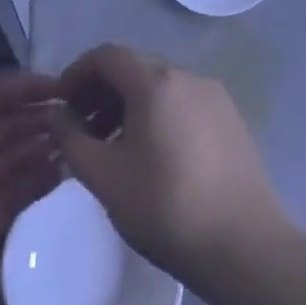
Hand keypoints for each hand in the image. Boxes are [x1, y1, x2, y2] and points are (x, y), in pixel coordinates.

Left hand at [0, 44, 65, 304]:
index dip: (24, 90)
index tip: (62, 87)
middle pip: (5, 128)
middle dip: (37, 120)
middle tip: (79, 117)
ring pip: (13, 162)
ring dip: (41, 151)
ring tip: (78, 143)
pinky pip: (15, 196)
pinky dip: (37, 184)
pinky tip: (65, 175)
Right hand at [50, 44, 287, 287]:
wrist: (246, 248)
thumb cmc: (165, 207)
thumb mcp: (102, 175)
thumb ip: (69, 137)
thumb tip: (59, 114)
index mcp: (156, 83)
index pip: (106, 56)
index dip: (76, 74)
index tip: (61, 105)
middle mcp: (189, 79)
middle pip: (134, 68)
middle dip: (100, 91)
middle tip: (81, 128)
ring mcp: (216, 100)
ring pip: (160, 88)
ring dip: (127, 106)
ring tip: (111, 146)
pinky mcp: (233, 124)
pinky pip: (183, 106)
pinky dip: (156, 117)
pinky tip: (150, 156)